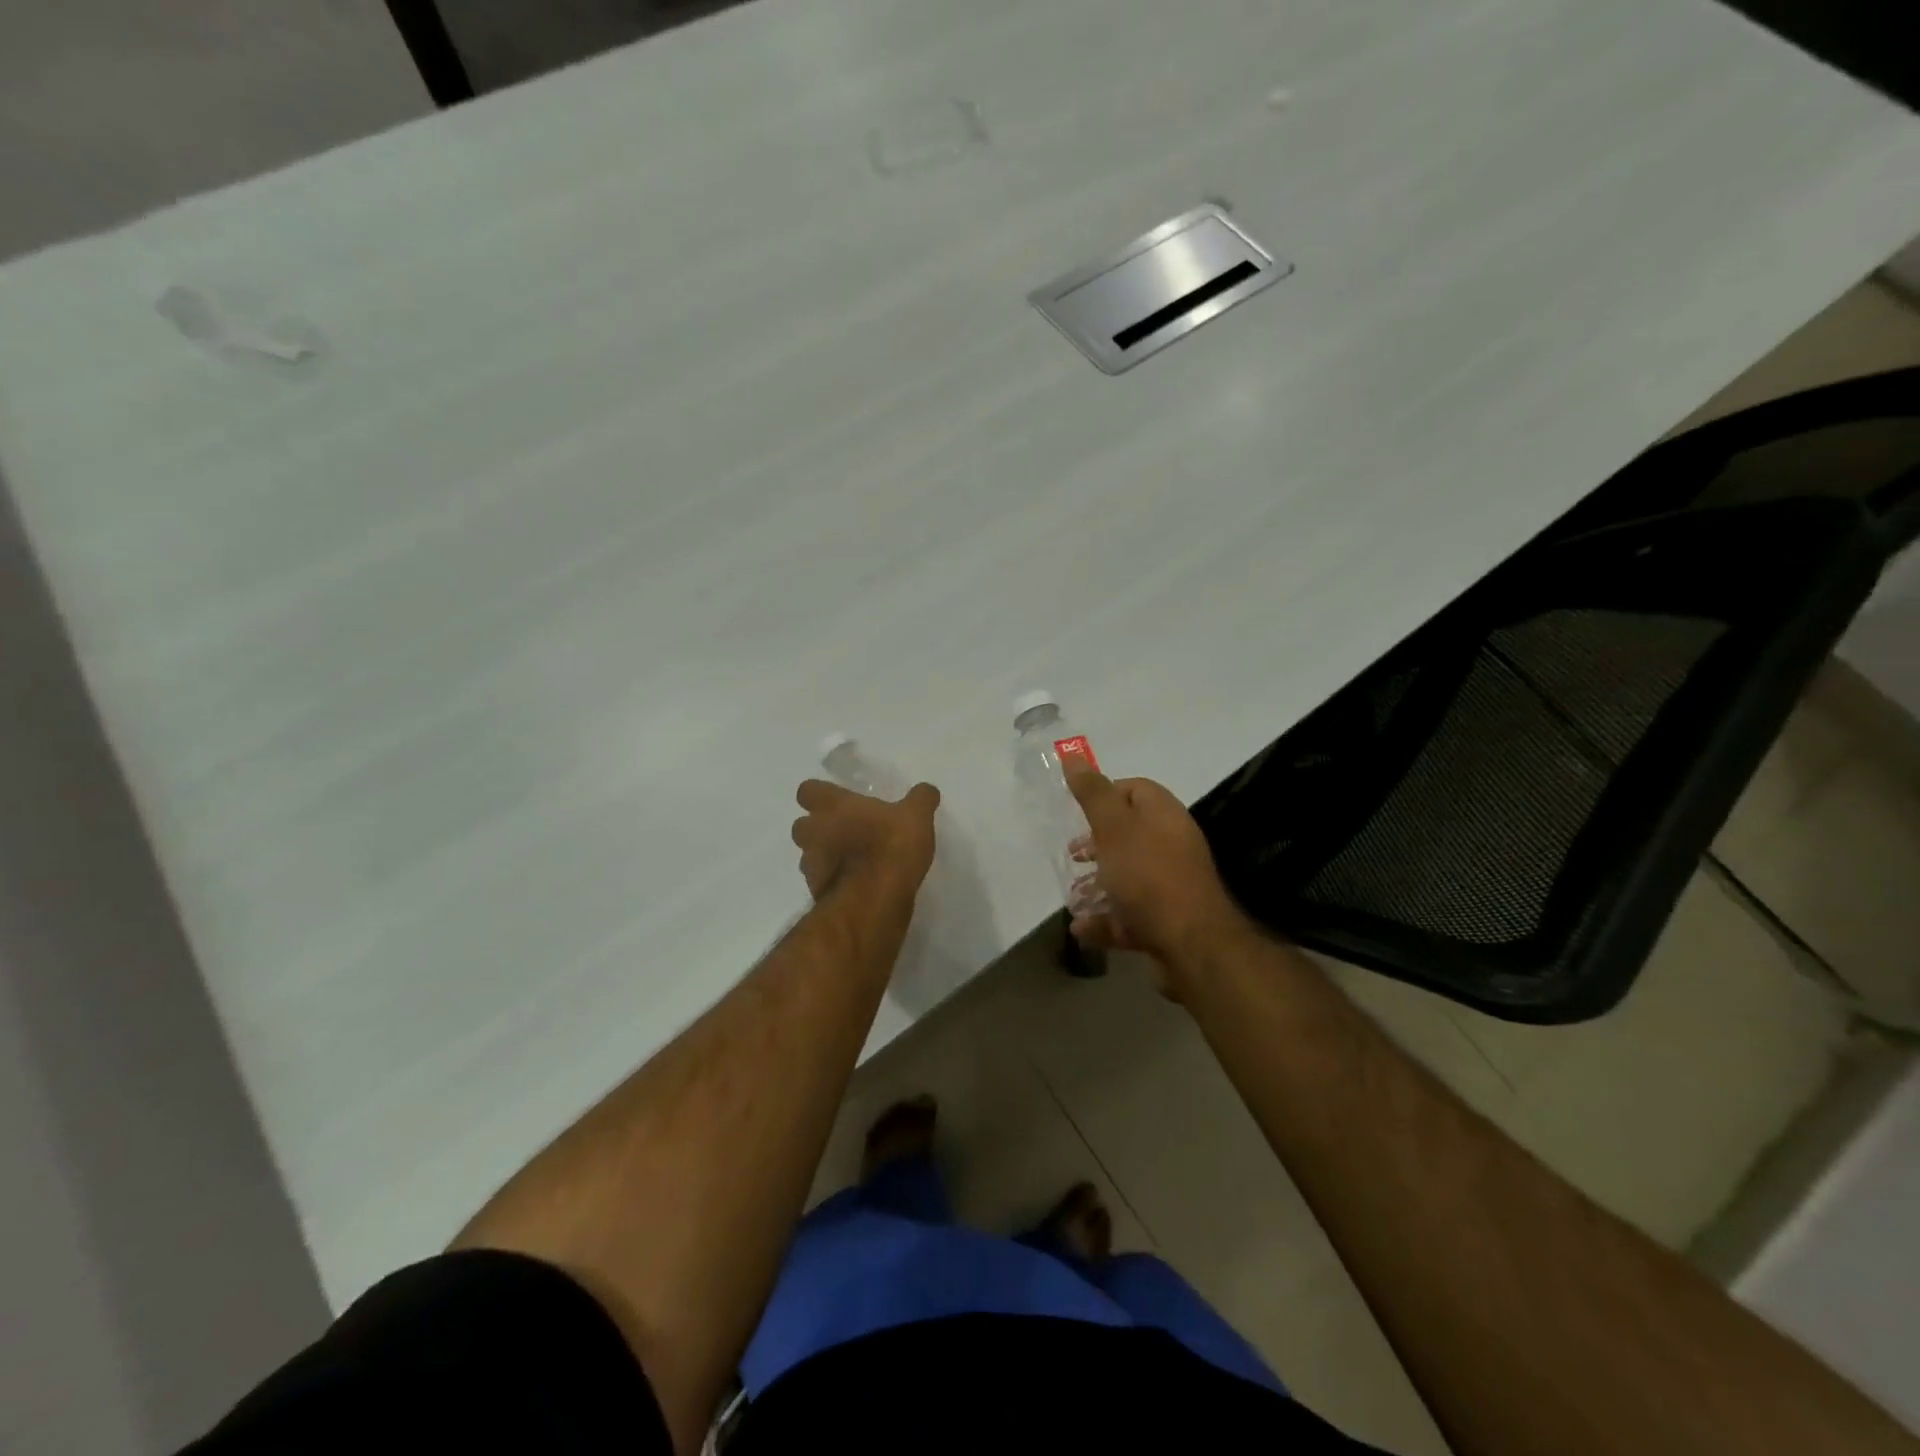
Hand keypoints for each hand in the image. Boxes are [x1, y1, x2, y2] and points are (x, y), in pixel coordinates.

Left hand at [791, 778, 939, 903]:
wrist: (873, 901)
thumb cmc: (890, 846)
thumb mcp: (916, 817)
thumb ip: (920, 799)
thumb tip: (927, 790)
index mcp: (832, 806)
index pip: (807, 790)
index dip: (820, 794)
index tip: (839, 800)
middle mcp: (814, 832)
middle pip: (802, 825)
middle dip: (818, 827)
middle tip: (845, 830)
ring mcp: (812, 865)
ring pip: (809, 855)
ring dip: (824, 855)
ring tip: (852, 860)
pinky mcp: (816, 894)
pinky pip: (821, 881)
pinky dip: (833, 881)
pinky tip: (857, 884)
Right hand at [1064, 760, 1255, 987]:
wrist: (1192, 943)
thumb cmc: (1148, 875)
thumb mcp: (1114, 827)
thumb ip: (1092, 793)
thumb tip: (1073, 755)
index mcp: (1164, 816)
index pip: (1135, 789)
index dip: (1105, 795)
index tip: (1077, 811)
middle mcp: (1171, 845)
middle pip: (1129, 834)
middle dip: (1096, 844)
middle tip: (1073, 854)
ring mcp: (1170, 885)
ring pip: (1128, 877)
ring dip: (1097, 885)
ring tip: (1073, 895)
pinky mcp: (1165, 920)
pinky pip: (1129, 915)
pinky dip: (1105, 919)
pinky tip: (1081, 927)